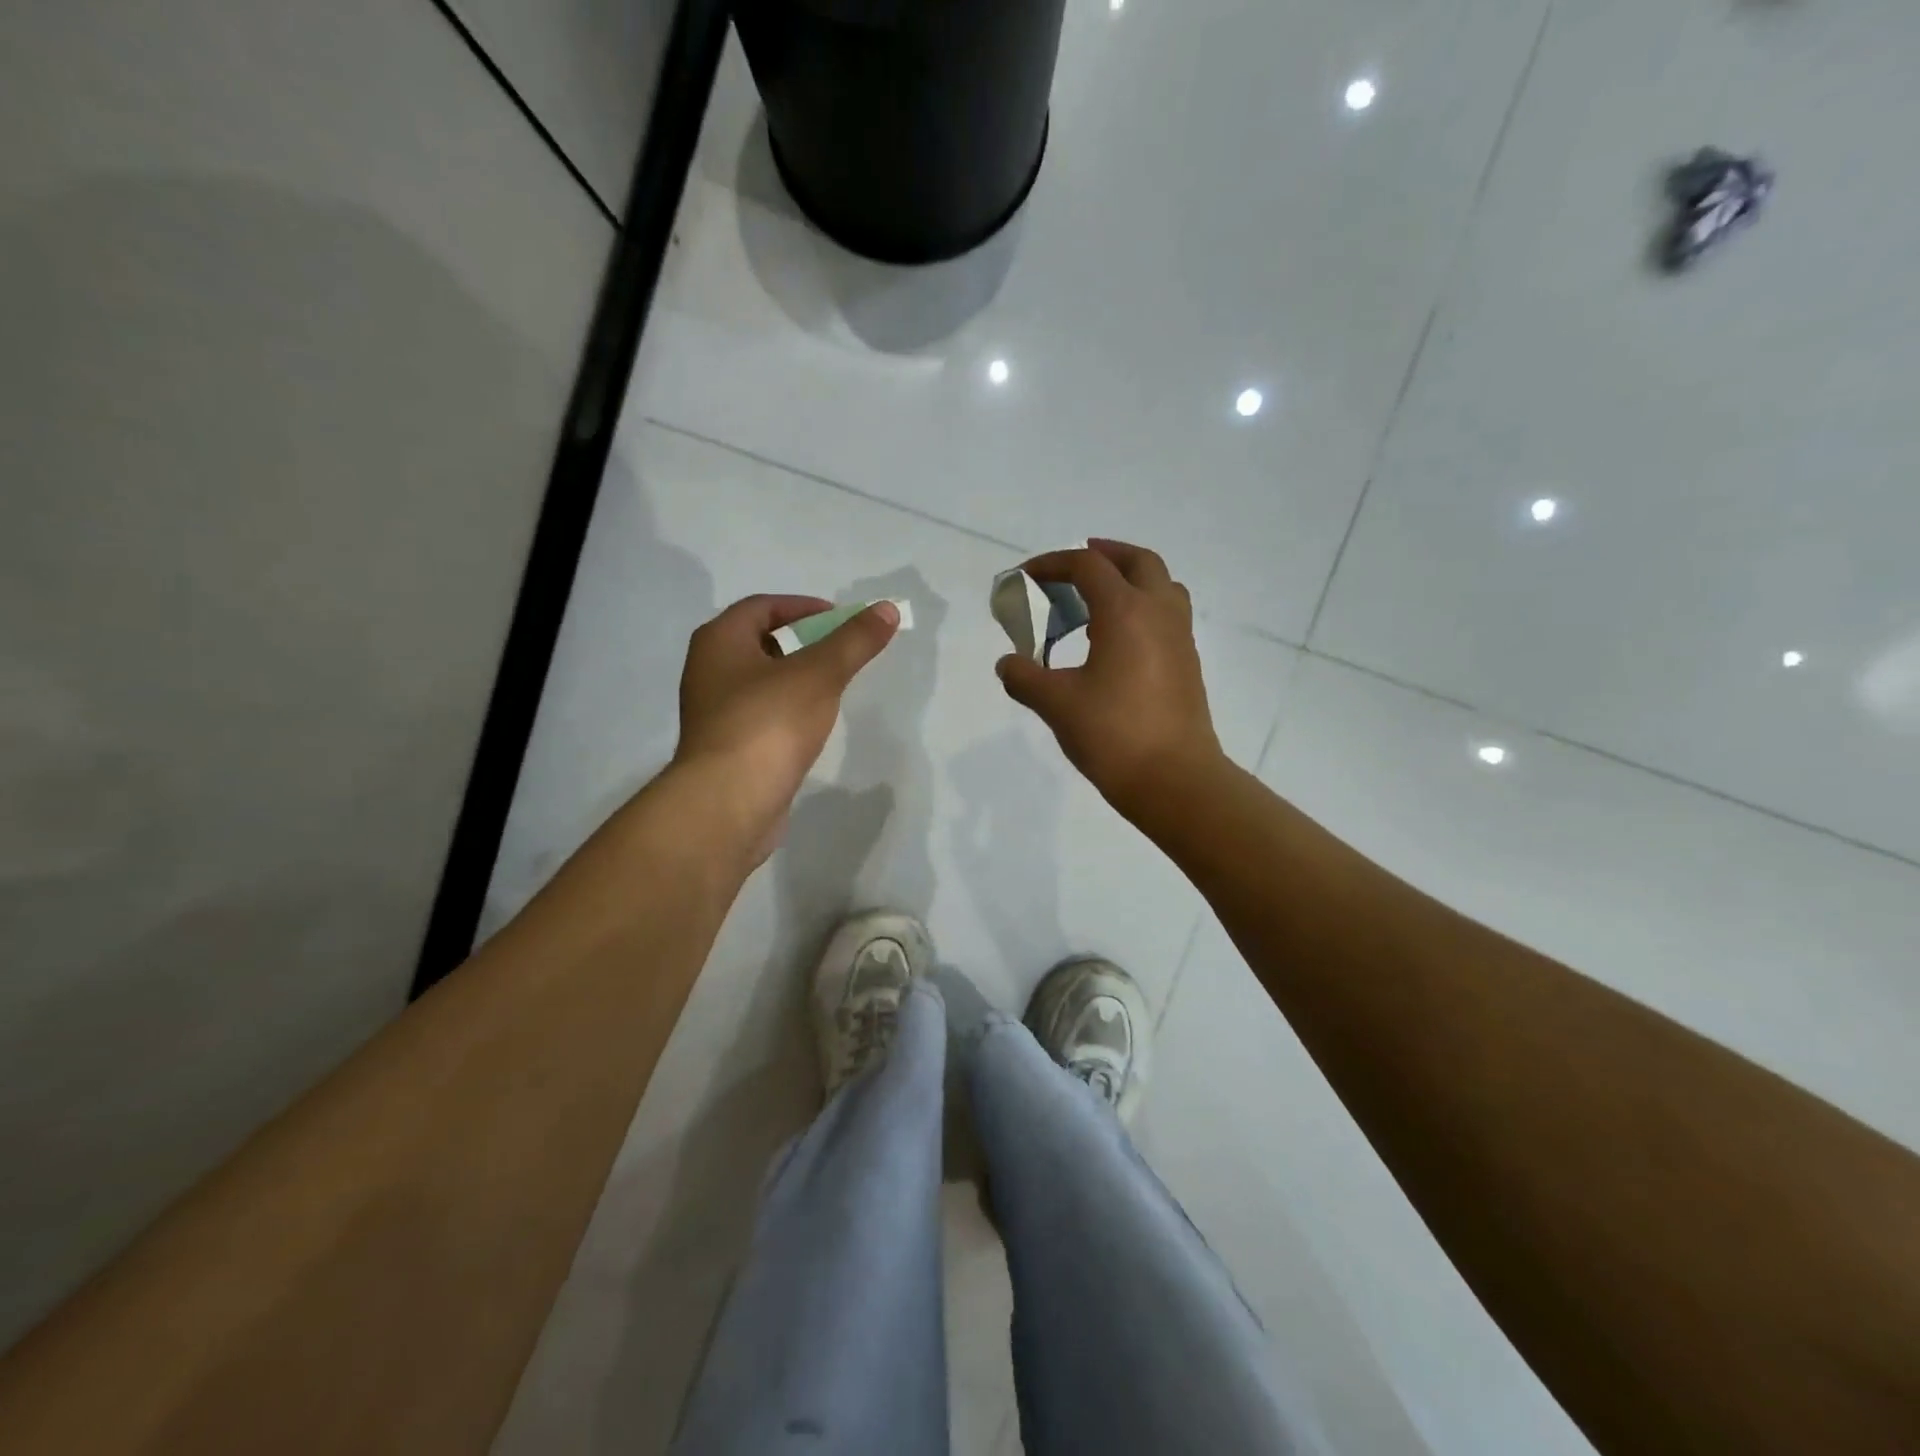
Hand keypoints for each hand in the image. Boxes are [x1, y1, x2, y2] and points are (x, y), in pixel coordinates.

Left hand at [674, 595, 898, 863]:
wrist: (729, 802)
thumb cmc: (769, 723)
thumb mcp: (819, 673)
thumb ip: (854, 640)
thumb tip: (886, 608)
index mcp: (719, 641)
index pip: (761, 606)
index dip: (802, 606)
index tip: (839, 620)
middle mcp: (708, 671)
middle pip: (758, 642)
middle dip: (800, 641)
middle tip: (838, 651)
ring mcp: (714, 713)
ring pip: (759, 681)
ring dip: (794, 678)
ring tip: (831, 687)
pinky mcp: (726, 748)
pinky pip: (760, 715)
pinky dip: (786, 710)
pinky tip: (811, 725)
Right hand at [996, 540, 1224, 822]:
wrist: (1174, 779)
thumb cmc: (1113, 734)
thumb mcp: (1056, 704)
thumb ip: (1025, 678)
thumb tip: (1007, 664)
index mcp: (1126, 612)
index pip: (1088, 567)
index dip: (1054, 564)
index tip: (1027, 577)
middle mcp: (1159, 613)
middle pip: (1138, 561)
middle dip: (1105, 555)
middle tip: (1076, 565)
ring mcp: (1180, 638)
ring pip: (1162, 586)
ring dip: (1132, 579)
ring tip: (1099, 599)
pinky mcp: (1187, 663)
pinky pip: (1168, 615)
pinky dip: (1143, 608)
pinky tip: (1118, 640)